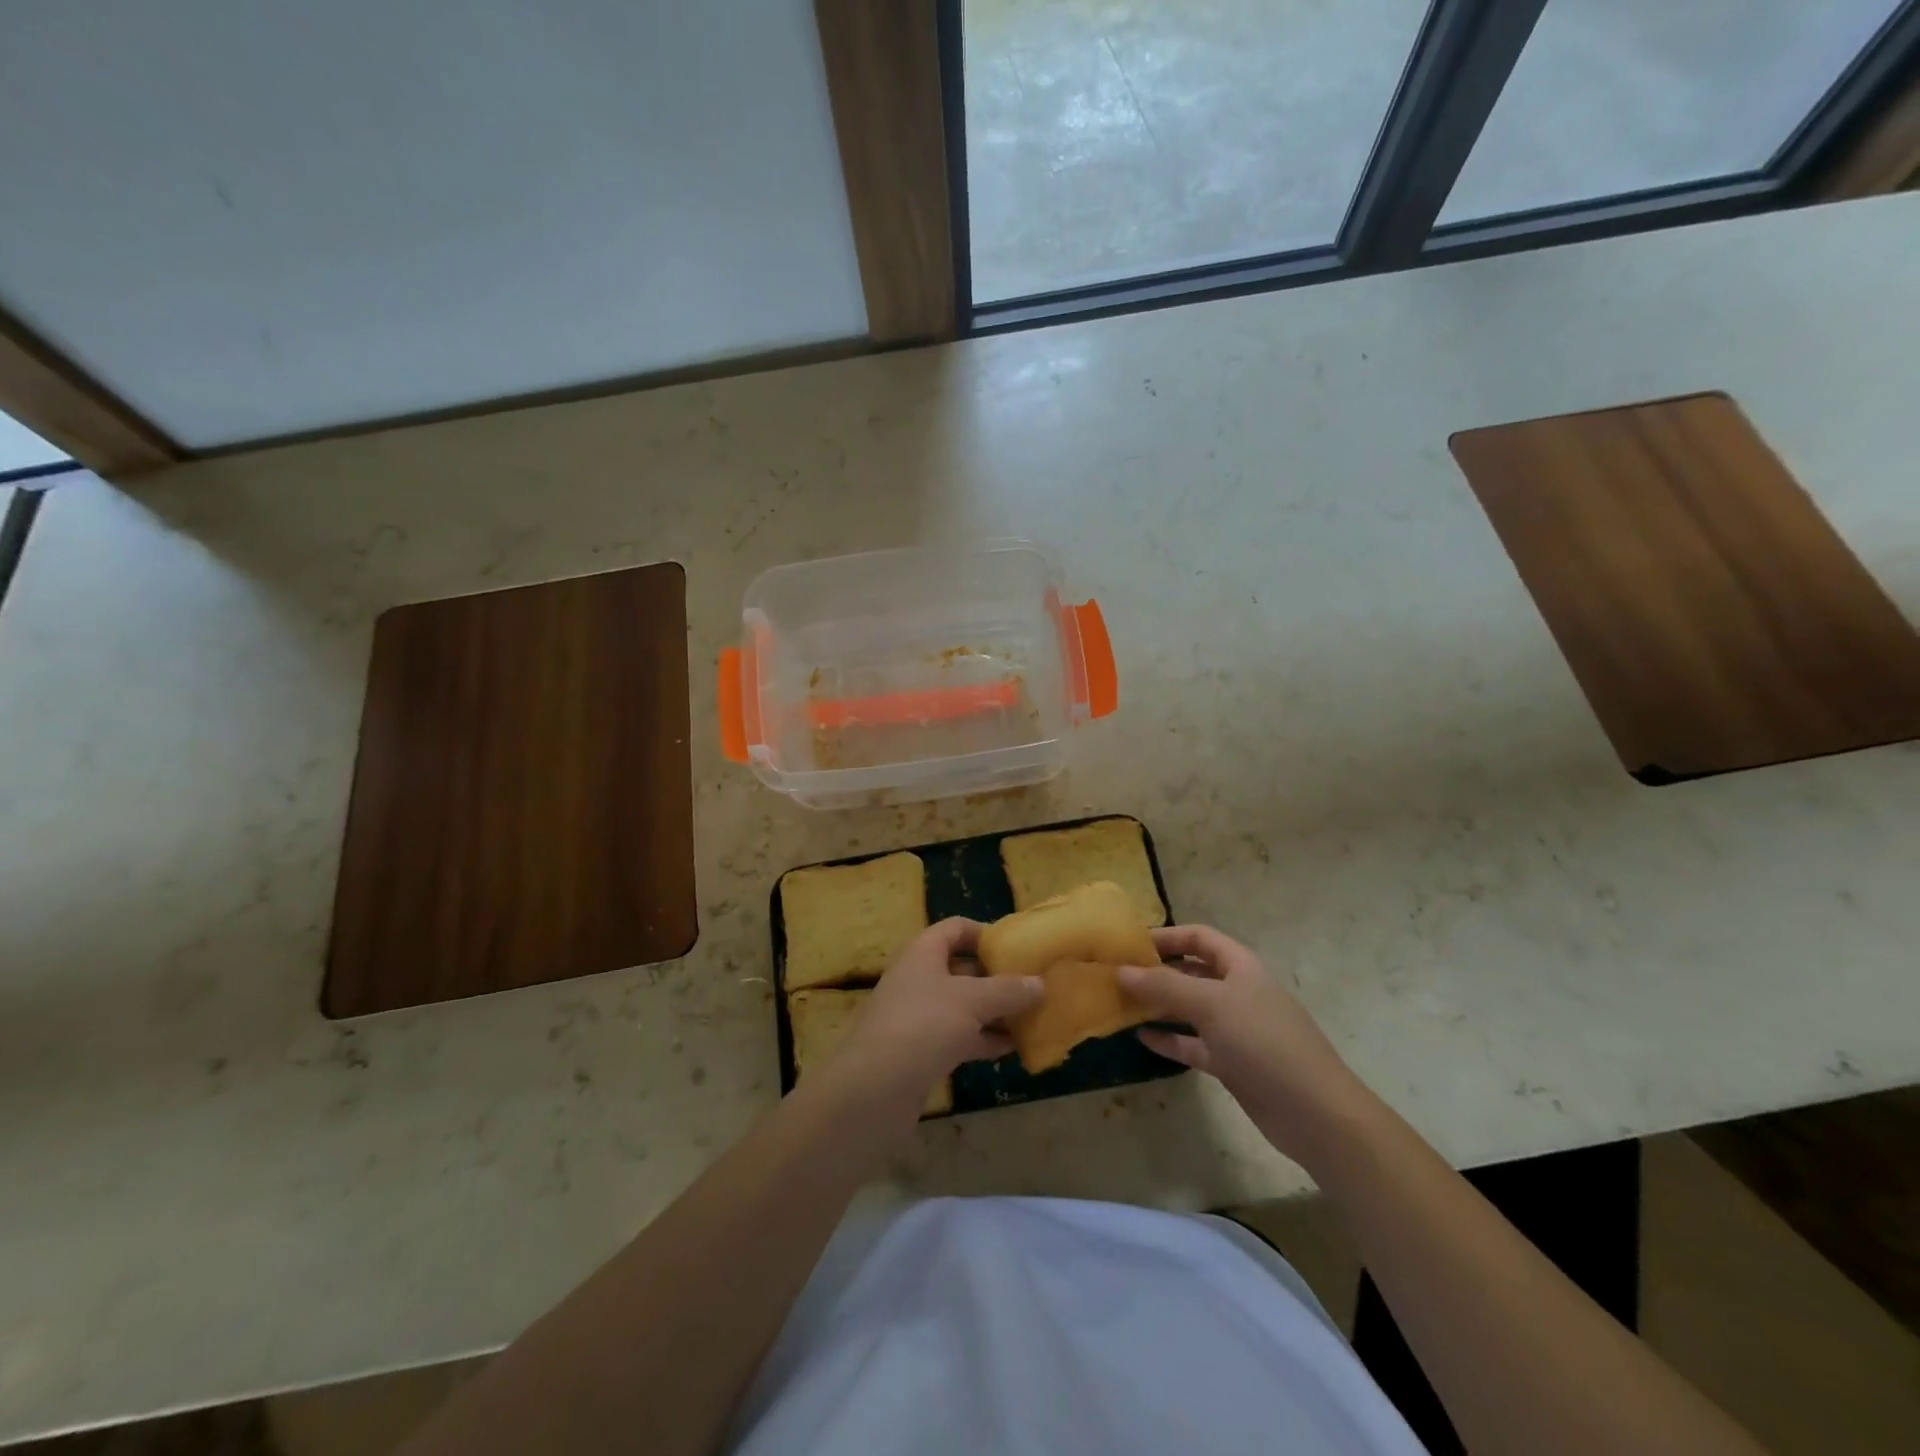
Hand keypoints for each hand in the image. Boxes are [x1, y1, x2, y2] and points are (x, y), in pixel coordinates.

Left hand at [830, 918, 1042, 1113]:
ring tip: (1033, 1017)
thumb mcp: (973, 1001)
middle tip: (1034, 985)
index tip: (1018, 948)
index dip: (985, 933)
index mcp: (923, 953)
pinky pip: (959, 1037)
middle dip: (997, 976)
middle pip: (962, 968)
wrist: (872, 1091)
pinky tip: (1013, 1048)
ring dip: (995, 1011)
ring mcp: (918, 1017)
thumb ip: (1008, 990)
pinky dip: (984, 1040)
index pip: (955, 929)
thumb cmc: (923, 1026)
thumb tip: (1040, 983)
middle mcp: (918, 979)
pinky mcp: (920, 1052)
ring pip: (963, 1006)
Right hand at [1117, 925, 1376, 1169]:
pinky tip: (1141, 1038)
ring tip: (1121, 1004)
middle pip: (1191, 972)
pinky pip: (1192, 1044)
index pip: (1199, 938)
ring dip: (1158, 1005)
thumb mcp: (1211, 1004)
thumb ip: (1164, 985)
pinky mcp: (1231, 1063)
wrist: (1315, 1113)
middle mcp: (1237, 992)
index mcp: (1240, 967)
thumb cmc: (1264, 1042)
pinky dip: (1169, 1039)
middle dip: (1157, 971)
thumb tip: (1121, 970)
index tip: (1129, 945)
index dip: (1166, 936)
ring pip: (1189, 1009)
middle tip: (1117, 976)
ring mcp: (1235, 1030)